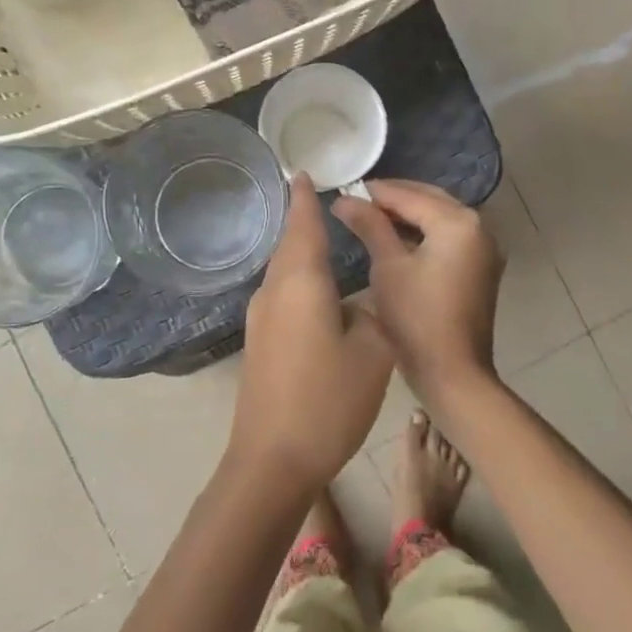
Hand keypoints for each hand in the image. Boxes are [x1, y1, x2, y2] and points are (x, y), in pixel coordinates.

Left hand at [231, 174, 393, 491]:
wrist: (272, 459)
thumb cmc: (328, 400)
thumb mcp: (373, 353)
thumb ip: (372, 317)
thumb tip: (357, 308)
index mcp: (302, 283)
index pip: (303, 226)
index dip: (306, 199)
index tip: (304, 173)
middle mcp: (273, 292)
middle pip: (289, 246)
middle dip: (303, 222)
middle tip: (322, 202)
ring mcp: (260, 320)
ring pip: (283, 273)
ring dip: (300, 254)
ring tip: (324, 242)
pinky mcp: (258, 344)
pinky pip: (281, 297)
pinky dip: (298, 282)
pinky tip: (316, 294)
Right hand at [332, 180, 502, 401]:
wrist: (452, 372)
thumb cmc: (416, 318)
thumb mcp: (388, 267)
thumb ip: (369, 226)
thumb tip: (345, 199)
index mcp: (458, 223)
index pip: (410, 196)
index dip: (375, 193)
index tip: (344, 190)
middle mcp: (479, 227)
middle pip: (431, 201)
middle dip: (395, 199)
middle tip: (356, 202)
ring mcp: (484, 249)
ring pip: (441, 219)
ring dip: (409, 216)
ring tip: (371, 218)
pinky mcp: (481, 269)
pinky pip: (450, 238)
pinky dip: (425, 234)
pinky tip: (396, 240)